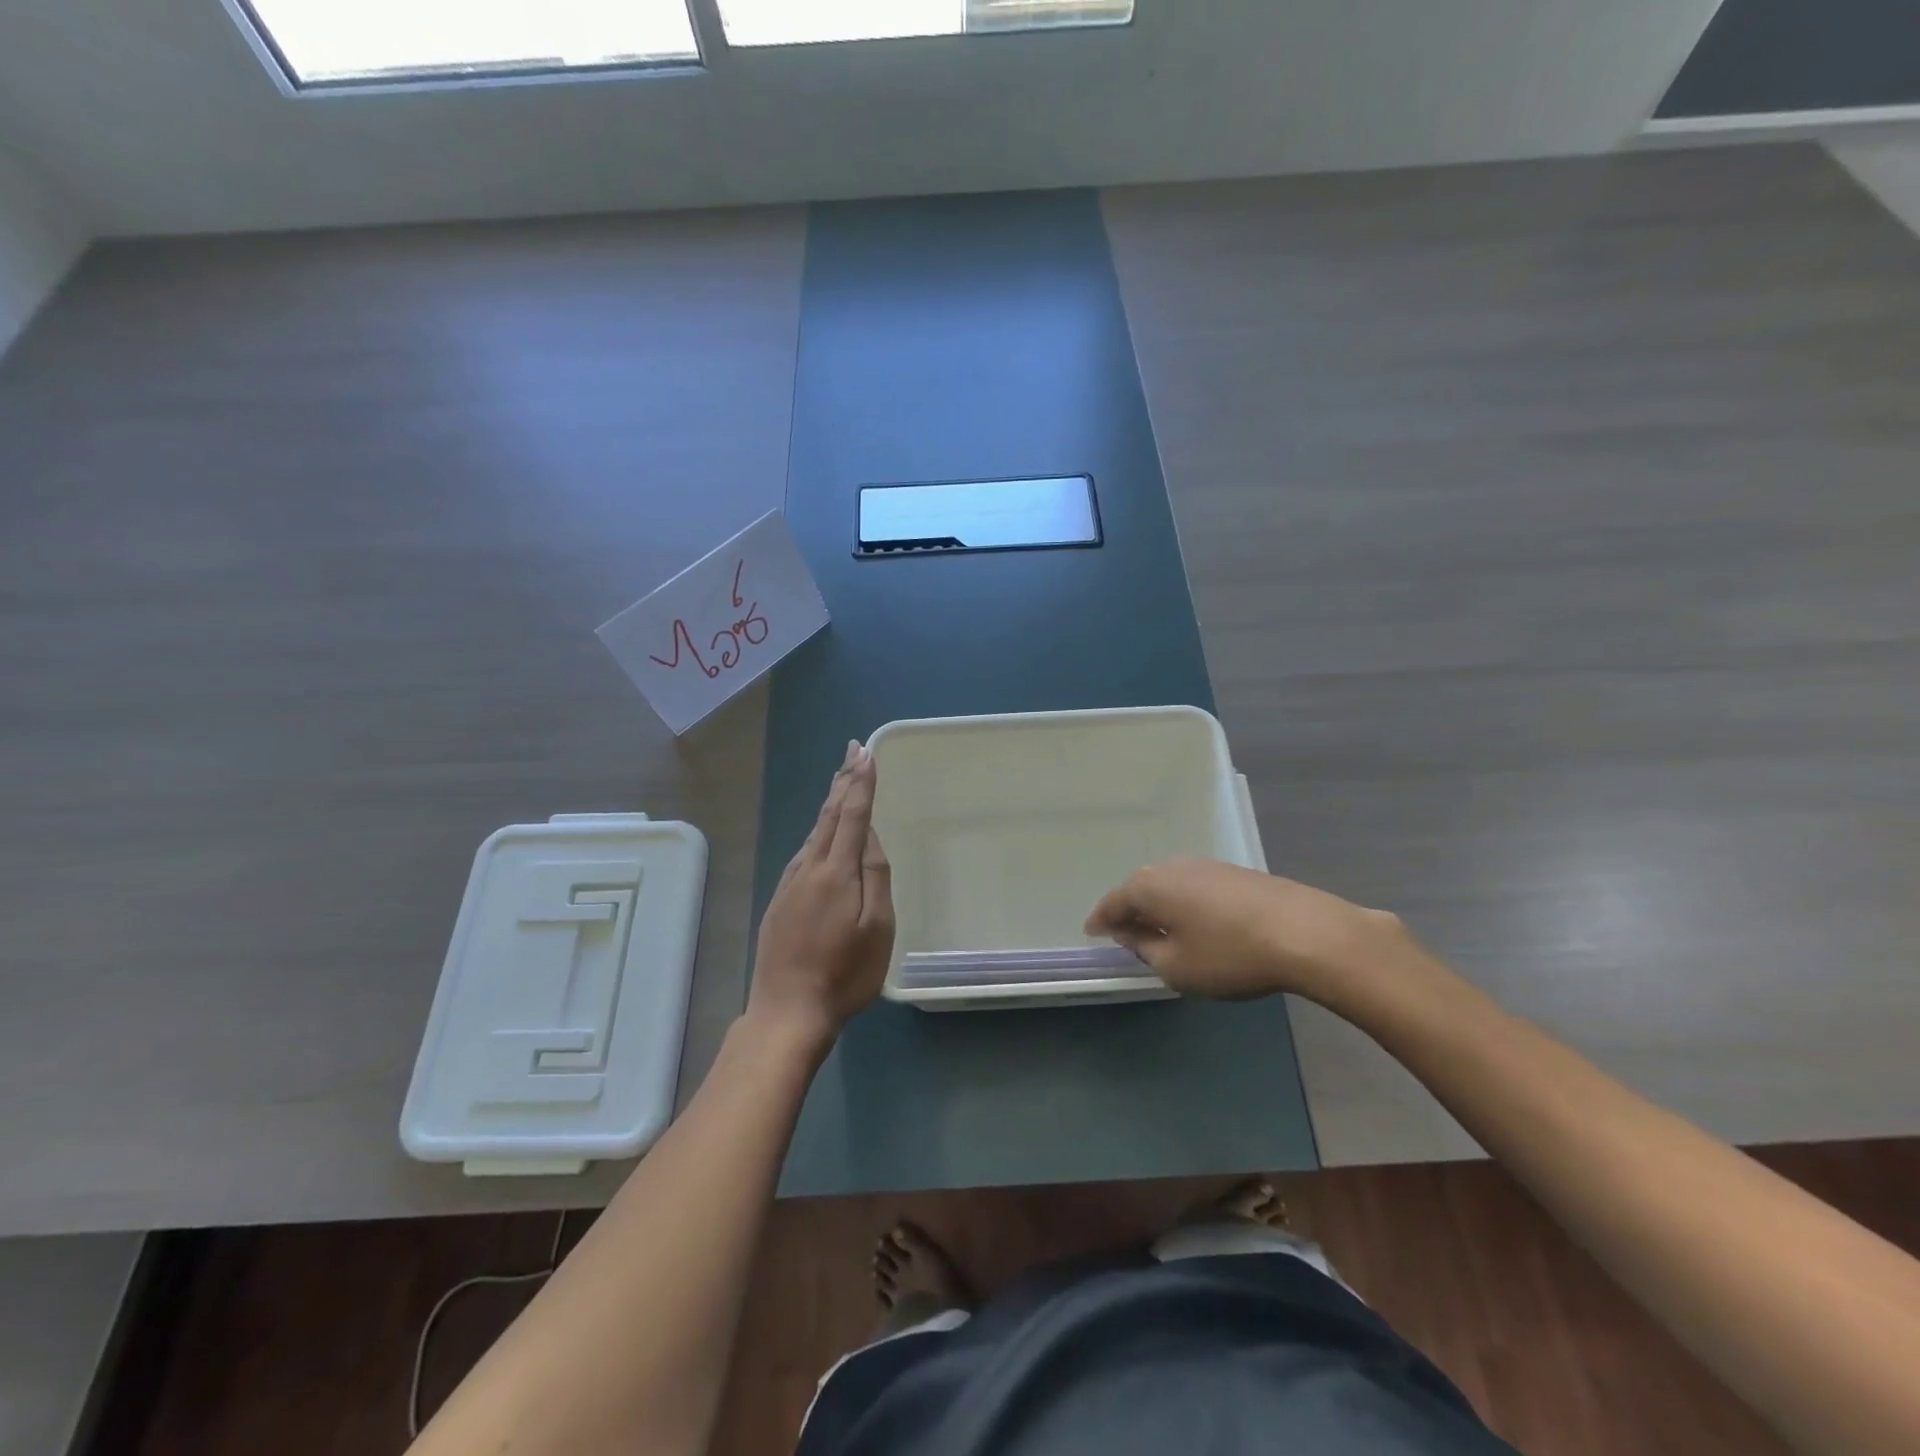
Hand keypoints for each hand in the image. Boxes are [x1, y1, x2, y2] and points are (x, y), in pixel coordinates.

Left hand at [747, 741, 894, 1048]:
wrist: (787, 1011)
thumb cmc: (844, 973)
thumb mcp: (877, 927)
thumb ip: (874, 875)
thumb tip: (867, 834)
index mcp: (836, 872)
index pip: (851, 815)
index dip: (860, 783)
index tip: (866, 753)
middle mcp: (809, 868)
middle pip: (828, 816)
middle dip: (843, 781)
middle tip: (852, 751)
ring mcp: (790, 884)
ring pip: (813, 833)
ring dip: (829, 803)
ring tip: (841, 781)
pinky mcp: (779, 900)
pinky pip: (803, 853)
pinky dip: (817, 831)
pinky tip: (820, 833)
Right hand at [1084, 858, 1415, 1003]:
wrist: (1306, 933)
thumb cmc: (1229, 955)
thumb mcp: (1176, 966)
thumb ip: (1145, 949)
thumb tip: (1131, 934)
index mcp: (1150, 887)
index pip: (1113, 902)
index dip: (1100, 920)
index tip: (1091, 932)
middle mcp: (1173, 867)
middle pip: (1140, 889)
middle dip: (1130, 911)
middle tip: (1126, 934)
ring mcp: (1207, 866)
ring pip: (1170, 886)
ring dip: (1161, 907)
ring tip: (1162, 931)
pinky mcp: (1236, 873)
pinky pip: (1196, 888)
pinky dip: (1187, 905)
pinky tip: (1198, 923)